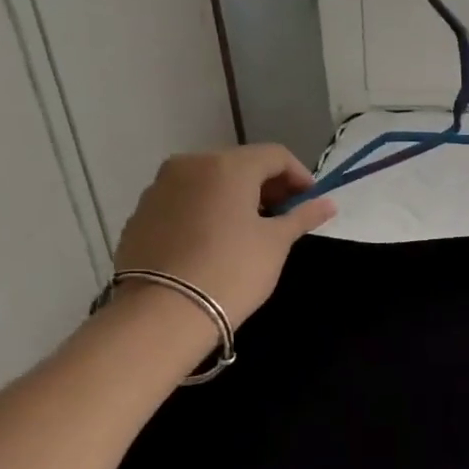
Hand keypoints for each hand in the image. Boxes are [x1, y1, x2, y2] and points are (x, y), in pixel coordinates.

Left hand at [112, 145, 335, 329]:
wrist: (163, 313)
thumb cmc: (232, 271)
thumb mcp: (276, 244)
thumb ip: (302, 217)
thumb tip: (328, 203)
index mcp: (227, 166)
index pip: (275, 155)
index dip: (299, 176)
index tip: (311, 204)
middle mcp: (189, 165)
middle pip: (239, 164)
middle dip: (267, 186)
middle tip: (284, 217)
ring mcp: (158, 188)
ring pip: (208, 182)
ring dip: (234, 197)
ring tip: (249, 231)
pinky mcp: (140, 214)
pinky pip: (183, 202)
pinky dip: (205, 211)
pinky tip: (214, 243)